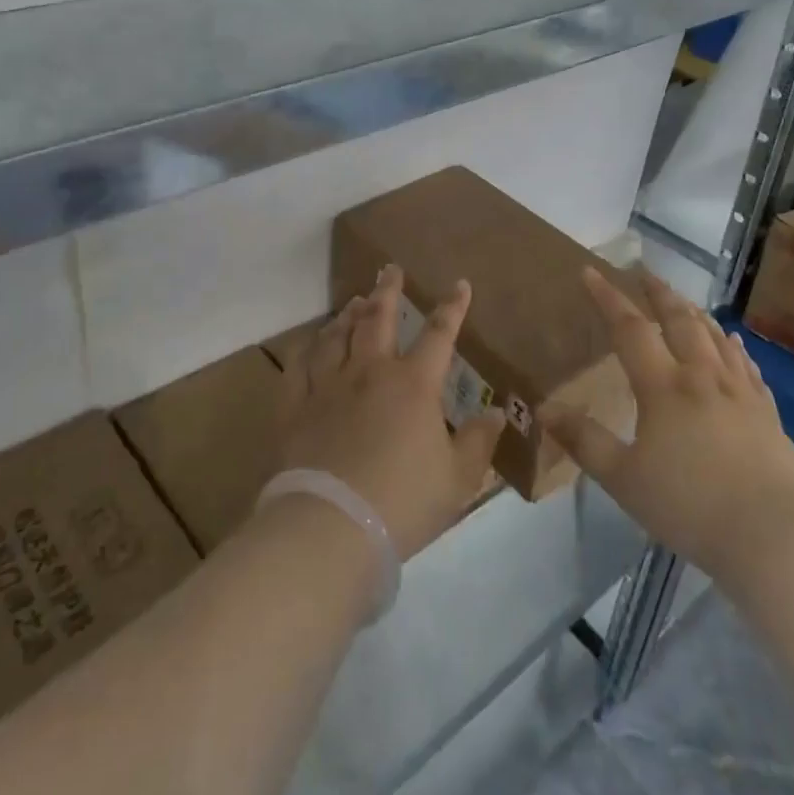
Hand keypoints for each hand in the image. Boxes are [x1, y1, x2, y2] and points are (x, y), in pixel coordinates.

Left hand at [282, 266, 505, 559]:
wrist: (332, 526)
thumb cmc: (403, 502)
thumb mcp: (457, 479)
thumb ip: (478, 442)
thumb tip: (497, 412)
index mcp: (413, 385)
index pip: (439, 334)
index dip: (452, 307)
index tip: (460, 284)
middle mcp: (370, 372)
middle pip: (378, 318)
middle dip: (388, 290)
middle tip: (389, 268)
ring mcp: (328, 386)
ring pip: (337, 336)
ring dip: (348, 314)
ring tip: (354, 301)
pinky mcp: (296, 406)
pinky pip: (300, 365)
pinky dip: (308, 348)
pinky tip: (311, 343)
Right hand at [540, 268, 793, 574]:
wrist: (774, 534)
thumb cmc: (690, 505)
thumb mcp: (623, 478)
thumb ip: (584, 440)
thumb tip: (544, 408)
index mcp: (663, 387)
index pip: (629, 329)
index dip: (608, 298)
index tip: (591, 272)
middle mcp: (702, 376)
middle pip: (678, 321)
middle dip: (657, 293)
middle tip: (642, 272)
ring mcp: (739, 392)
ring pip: (714, 337)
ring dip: (693, 312)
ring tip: (681, 300)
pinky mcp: (766, 412)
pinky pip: (746, 365)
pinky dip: (733, 346)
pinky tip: (732, 341)